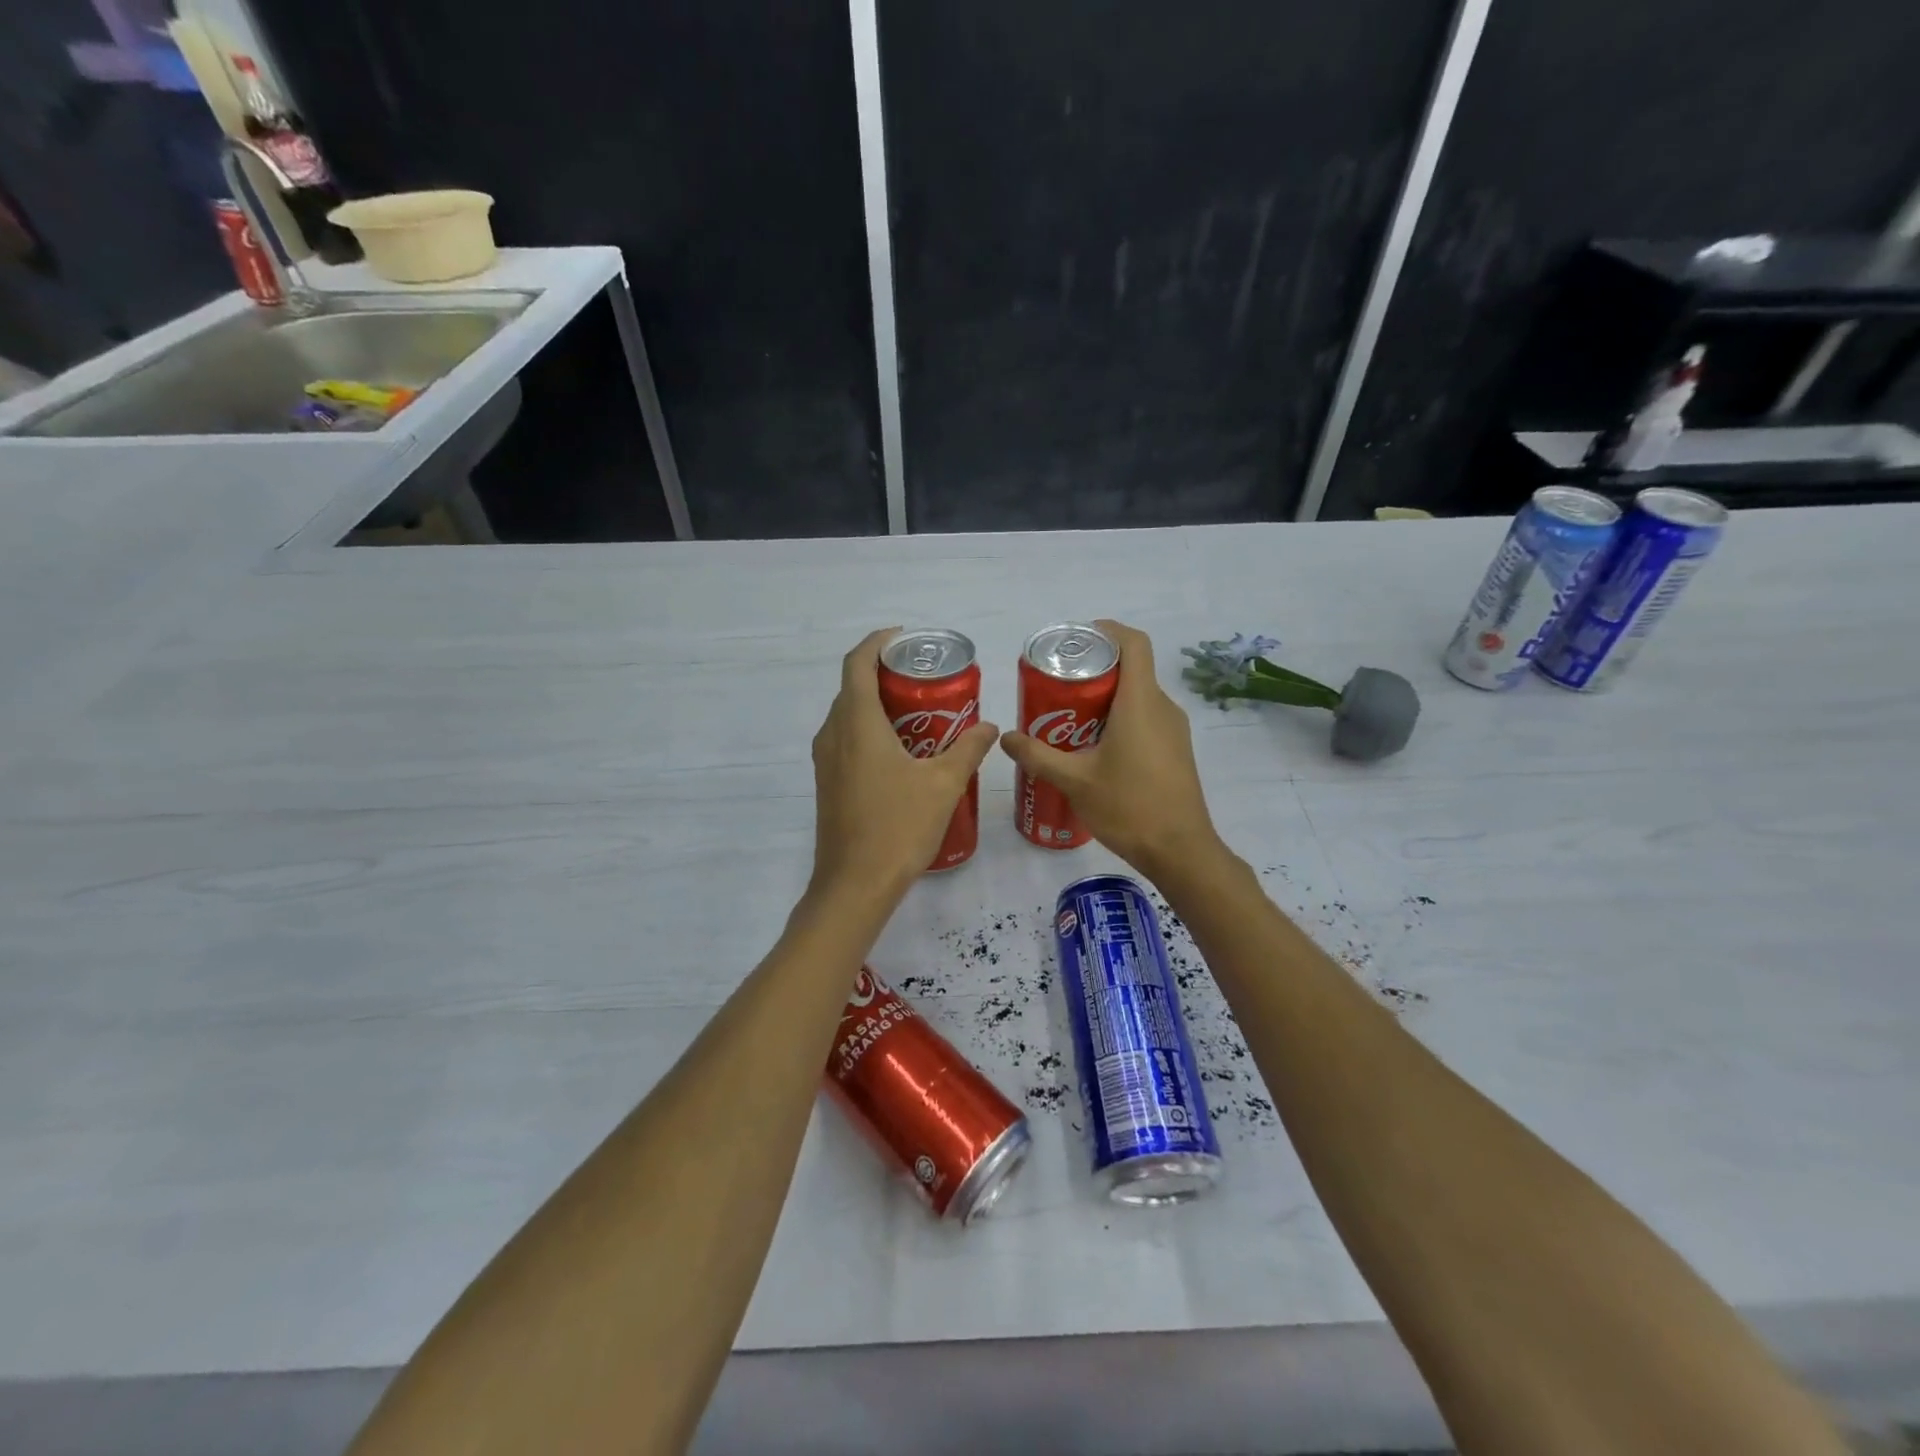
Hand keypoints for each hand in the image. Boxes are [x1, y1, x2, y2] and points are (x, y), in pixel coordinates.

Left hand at [810, 628, 997, 898]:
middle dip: (886, 675)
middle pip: (853, 687)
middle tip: (926, 679)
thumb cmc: (898, 827)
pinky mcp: (827, 783)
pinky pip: (846, 740)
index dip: (878, 643)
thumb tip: (989, 727)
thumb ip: (968, 749)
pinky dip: (870, 731)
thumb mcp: (944, 784)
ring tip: (920, 713)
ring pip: (849, 715)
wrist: (854, 885)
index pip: (858, 663)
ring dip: (878, 705)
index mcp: (857, 723)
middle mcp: (833, 734)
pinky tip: (903, 753)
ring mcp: (825, 761)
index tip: (906, 640)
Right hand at [998, 620, 1220, 877]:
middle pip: (1131, 669)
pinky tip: (1094, 747)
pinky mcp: (1176, 750)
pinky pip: (1146, 717)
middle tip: (1058, 686)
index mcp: (1140, 702)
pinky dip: (1120, 718)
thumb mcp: (1074, 781)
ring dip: (1106, 697)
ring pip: (1138, 696)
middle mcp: (1162, 707)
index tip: (1077, 638)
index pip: (1133, 643)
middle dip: (1094, 670)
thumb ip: (1037, 756)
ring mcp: (1174, 729)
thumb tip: (1005, 737)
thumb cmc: (1128, 807)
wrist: (1180, 851)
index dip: (1107, 631)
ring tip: (1069, 717)